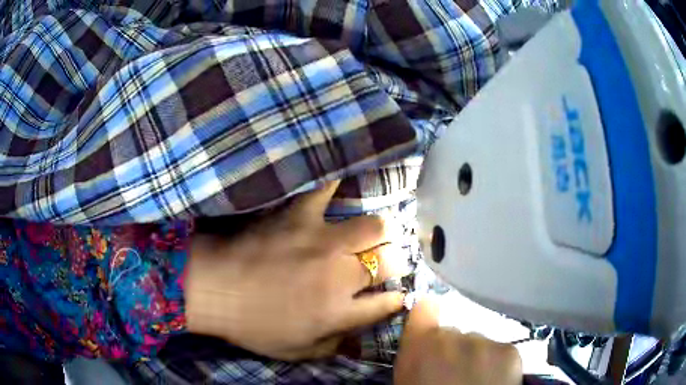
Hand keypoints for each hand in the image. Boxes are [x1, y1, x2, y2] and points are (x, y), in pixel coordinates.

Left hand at [185, 180, 405, 360]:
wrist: (215, 288)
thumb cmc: (251, 325)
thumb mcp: (295, 351)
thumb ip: (333, 346)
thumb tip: (357, 338)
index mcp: (340, 312)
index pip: (387, 303)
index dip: (397, 299)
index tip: (397, 294)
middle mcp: (341, 276)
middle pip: (389, 261)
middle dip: (396, 262)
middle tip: (388, 260)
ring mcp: (323, 241)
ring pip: (374, 227)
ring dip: (380, 231)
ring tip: (374, 232)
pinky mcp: (300, 216)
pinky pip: (326, 190)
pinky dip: (336, 185)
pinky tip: (344, 182)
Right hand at [394, 299, 522, 384]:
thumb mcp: (408, 383)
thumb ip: (415, 357)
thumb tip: (422, 345)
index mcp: (423, 344)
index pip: (425, 308)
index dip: (427, 318)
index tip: (428, 328)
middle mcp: (456, 335)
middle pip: (454, 333)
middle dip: (452, 350)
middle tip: (452, 375)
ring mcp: (487, 342)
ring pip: (478, 342)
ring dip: (475, 357)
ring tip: (475, 381)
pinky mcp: (511, 352)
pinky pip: (500, 351)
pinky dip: (496, 363)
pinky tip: (492, 382)